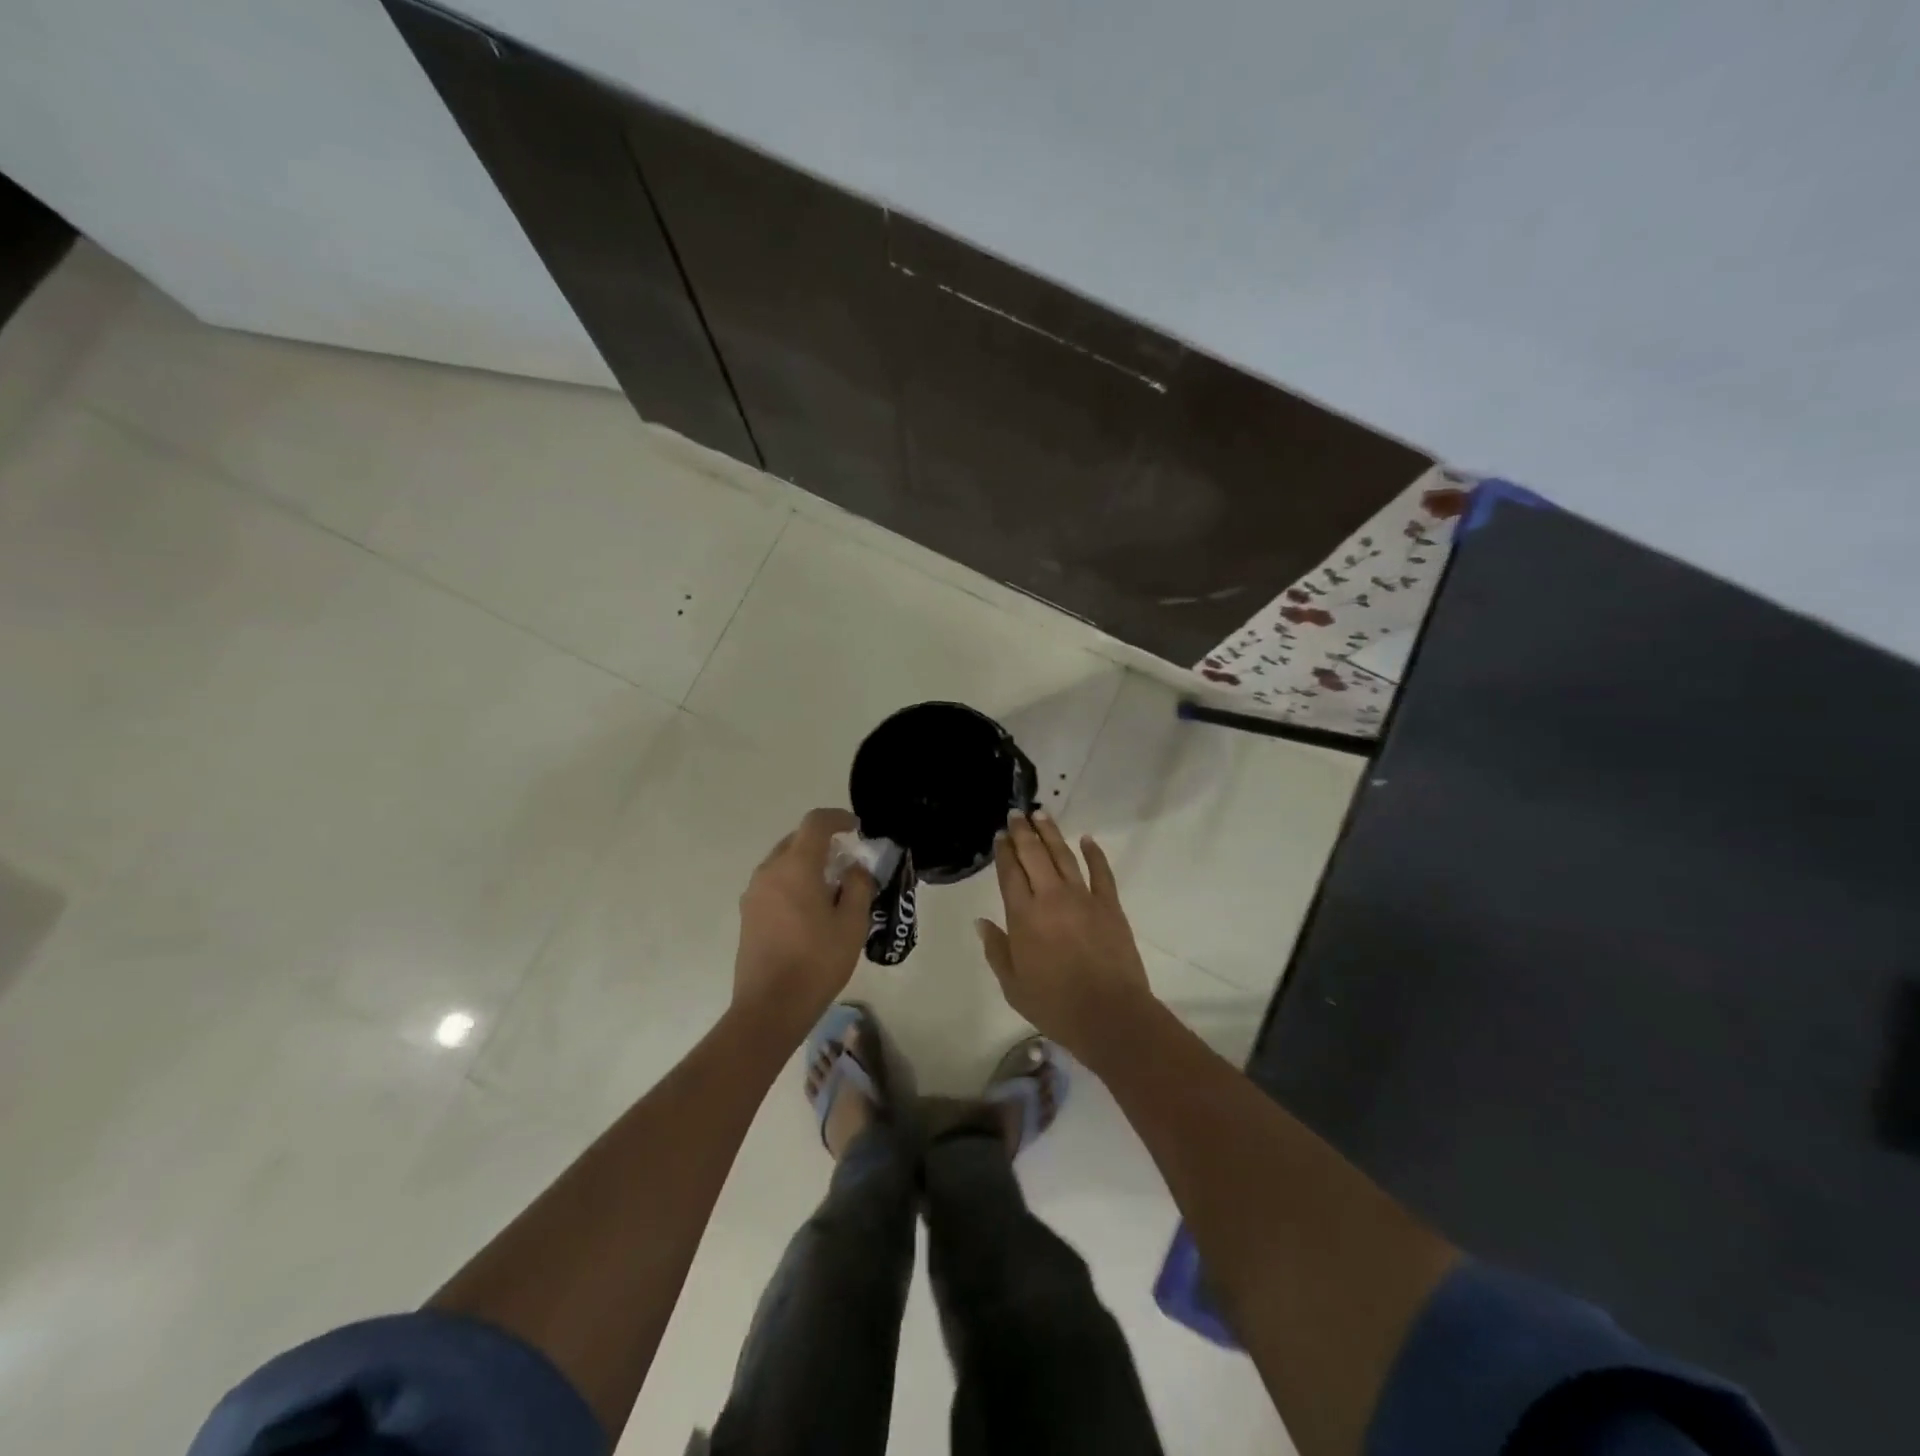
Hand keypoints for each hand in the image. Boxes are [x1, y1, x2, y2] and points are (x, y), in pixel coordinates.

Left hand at [734, 808, 875, 1039]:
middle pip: (797, 840)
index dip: (838, 818)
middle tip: (848, 863)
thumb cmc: (817, 962)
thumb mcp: (852, 924)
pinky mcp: (748, 913)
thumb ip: (858, 886)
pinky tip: (810, 909)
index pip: (815, 823)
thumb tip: (854, 868)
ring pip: (784, 862)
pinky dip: (794, 882)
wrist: (769, 1007)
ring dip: (807, 863)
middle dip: (824, 843)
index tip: (857, 828)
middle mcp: (770, 871)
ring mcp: (754, 893)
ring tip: (831, 888)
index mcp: (796, 866)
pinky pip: (774, 882)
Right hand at [976, 810, 1153, 1056]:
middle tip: (1016, 813)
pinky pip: (1101, 871)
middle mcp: (1050, 898)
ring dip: (1051, 833)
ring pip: (1063, 856)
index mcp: (1023, 916)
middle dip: (1023, 832)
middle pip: (1034, 855)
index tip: (1000, 835)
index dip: (1003, 852)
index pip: (1009, 874)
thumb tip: (981, 922)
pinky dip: (1094, 853)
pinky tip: (1087, 839)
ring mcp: (1083, 898)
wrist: (1109, 1014)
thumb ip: (997, 950)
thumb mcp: (1013, 986)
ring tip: (1041, 814)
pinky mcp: (1109, 905)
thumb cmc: (1055, 1005)